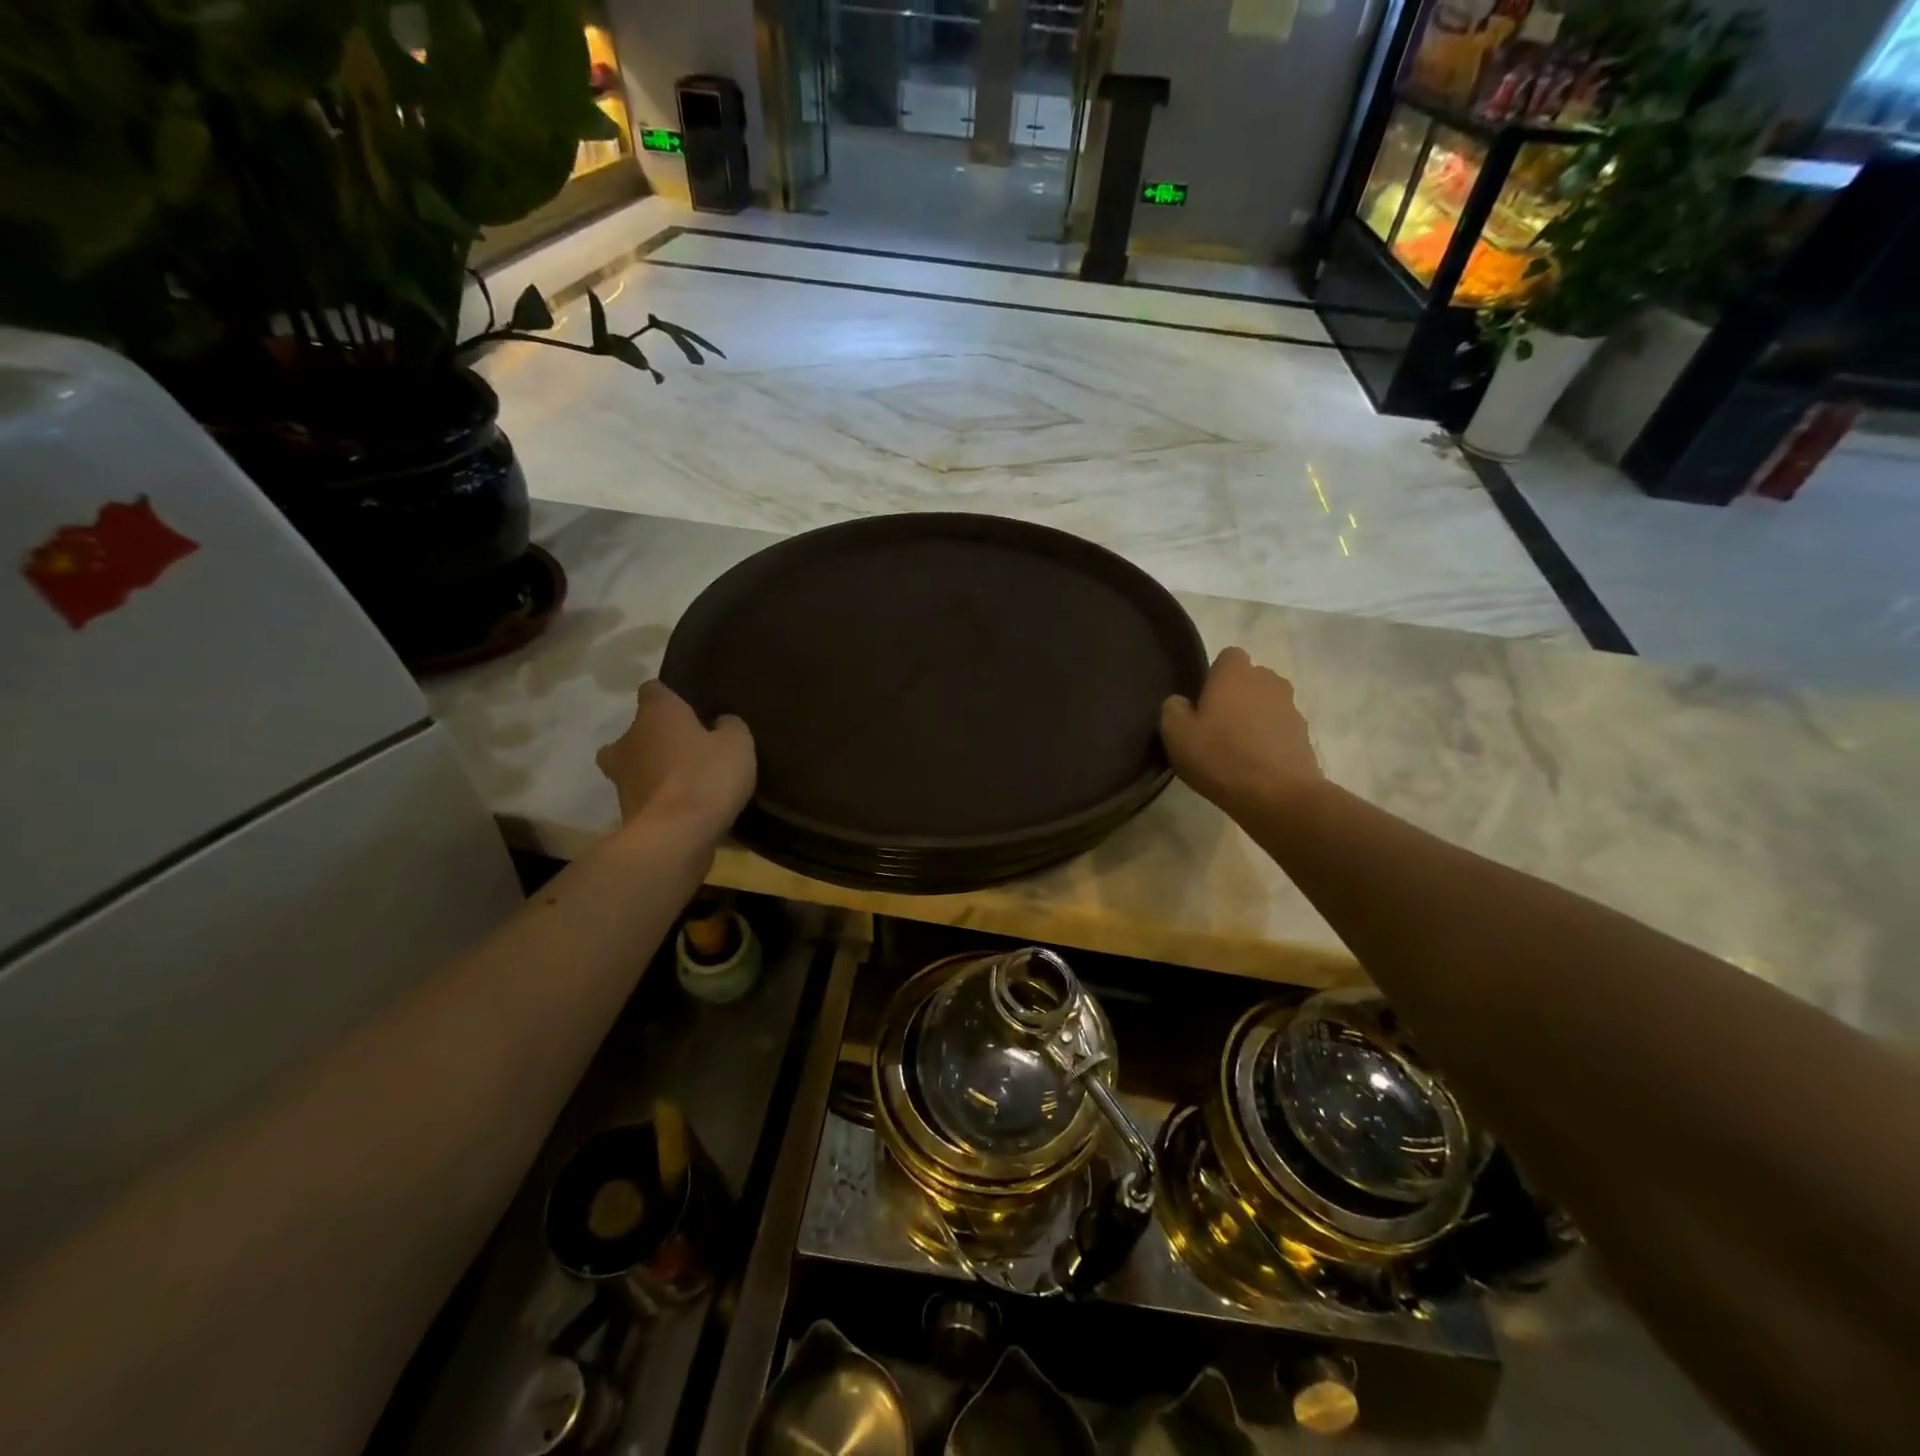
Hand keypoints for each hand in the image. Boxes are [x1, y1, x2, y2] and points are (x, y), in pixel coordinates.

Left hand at [596, 681, 755, 834]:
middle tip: (686, 750)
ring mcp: (621, 778)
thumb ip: (729, 727)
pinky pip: (643, 797)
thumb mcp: (738, 744)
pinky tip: (684, 808)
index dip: (671, 698)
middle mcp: (629, 739)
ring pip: (634, 765)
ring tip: (686, 783)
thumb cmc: (706, 777)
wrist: (675, 837)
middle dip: (656, 739)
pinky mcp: (624, 811)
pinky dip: (658, 799)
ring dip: (653, 771)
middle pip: (636, 731)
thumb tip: (720, 722)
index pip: (653, 690)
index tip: (692, 711)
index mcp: (655, 713)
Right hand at [1160, 647, 1321, 815]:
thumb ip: (1173, 709)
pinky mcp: (1304, 736)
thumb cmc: (1220, 757)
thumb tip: (1181, 703)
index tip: (1202, 701)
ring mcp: (1291, 708)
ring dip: (1254, 718)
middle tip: (1216, 725)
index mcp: (1236, 674)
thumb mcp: (1176, 734)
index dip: (1214, 675)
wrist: (1278, 796)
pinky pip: (1280, 729)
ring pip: (1267, 704)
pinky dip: (1269, 740)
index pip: (1228, 656)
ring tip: (1237, 748)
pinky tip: (1255, 765)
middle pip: (1250, 679)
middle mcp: (1268, 681)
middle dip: (1236, 695)